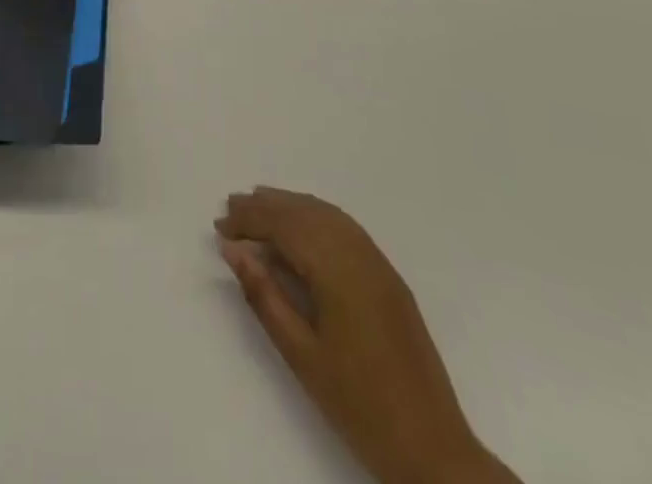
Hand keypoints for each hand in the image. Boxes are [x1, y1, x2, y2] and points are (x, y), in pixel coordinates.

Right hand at [216, 188, 519, 483]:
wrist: (432, 447)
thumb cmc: (358, 405)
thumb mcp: (301, 354)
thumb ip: (265, 297)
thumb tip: (234, 251)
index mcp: (337, 270)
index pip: (284, 226)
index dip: (249, 220)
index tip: (219, 225)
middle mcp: (359, 253)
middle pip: (305, 213)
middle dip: (265, 207)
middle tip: (230, 207)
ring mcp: (378, 262)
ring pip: (326, 214)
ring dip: (290, 206)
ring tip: (258, 205)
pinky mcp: (388, 275)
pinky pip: (345, 227)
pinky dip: (316, 216)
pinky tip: (300, 225)